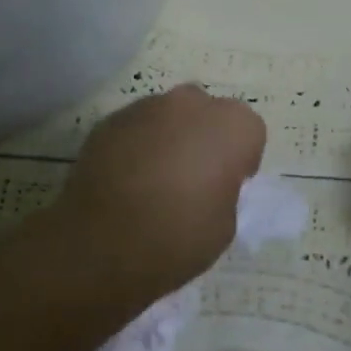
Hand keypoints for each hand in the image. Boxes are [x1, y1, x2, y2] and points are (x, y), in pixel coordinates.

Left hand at [56, 84, 266, 282]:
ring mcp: (146, 108)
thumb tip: (208, 183)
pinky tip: (126, 180)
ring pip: (169, 115)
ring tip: (155, 179)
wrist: (101, 247)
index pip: (249, 131)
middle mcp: (191, 104)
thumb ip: (224, 190)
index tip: (228, 185)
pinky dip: (137, 145)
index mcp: (231, 127)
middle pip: (208, 112)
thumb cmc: (177, 238)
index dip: (241, 158)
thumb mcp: (225, 225)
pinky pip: (136, 128)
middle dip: (205, 136)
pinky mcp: (109, 121)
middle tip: (194, 176)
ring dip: (169, 137)